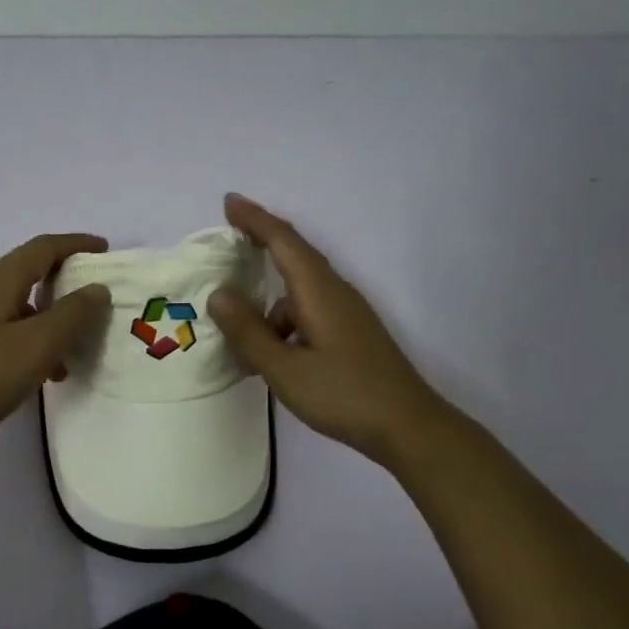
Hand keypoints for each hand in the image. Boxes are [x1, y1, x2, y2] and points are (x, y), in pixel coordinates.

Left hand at [0, 233, 111, 466]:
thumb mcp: (37, 345)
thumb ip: (72, 315)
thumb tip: (97, 289)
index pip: (41, 248)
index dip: (74, 244)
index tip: (105, 249)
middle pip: (27, 273)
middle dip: (64, 279)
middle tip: (95, 294)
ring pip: (19, 308)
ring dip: (51, 318)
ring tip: (76, 347)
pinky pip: (7, 334)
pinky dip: (33, 343)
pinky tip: (45, 374)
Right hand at [207, 194, 451, 469]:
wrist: (409, 427)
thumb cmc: (344, 395)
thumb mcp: (284, 369)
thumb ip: (249, 331)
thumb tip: (219, 293)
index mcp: (319, 291)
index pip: (283, 241)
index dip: (255, 219)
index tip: (229, 202)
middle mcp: (335, 292)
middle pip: (296, 255)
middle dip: (263, 242)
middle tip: (231, 237)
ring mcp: (348, 313)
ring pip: (300, 291)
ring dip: (270, 301)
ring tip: (243, 336)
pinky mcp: (352, 333)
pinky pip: (310, 311)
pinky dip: (285, 321)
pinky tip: (274, 354)